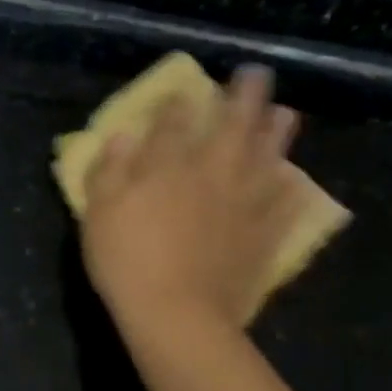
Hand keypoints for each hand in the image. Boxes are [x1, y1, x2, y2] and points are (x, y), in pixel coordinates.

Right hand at [81, 65, 303, 330]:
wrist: (177, 315)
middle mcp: (212, 173)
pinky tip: (293, 181)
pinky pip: (284, 206)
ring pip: (267, 157)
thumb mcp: (98, 215)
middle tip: (255, 75)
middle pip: (233, 125)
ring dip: (277, 132)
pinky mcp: (263, 236)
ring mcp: (244, 203)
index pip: (174, 122)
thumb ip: (110, 171)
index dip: (178, 104)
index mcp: (167, 166)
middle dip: (243, 96)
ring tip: (285, 114)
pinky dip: (290, 190)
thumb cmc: (126, 263)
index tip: (182, 92)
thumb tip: (123, 135)